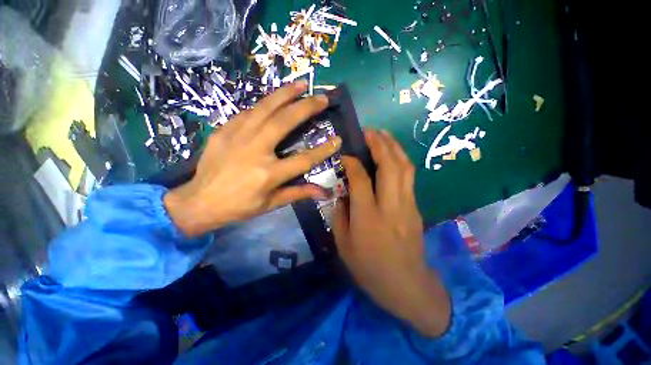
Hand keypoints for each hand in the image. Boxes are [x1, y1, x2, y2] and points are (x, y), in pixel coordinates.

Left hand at [164, 82, 341, 237]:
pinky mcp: (224, 130)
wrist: (199, 201)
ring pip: (265, 108)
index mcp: (268, 174)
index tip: (338, 139)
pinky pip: (248, 112)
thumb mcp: (272, 203)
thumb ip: (299, 193)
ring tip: (301, 84)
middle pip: (284, 122)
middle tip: (321, 97)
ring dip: (285, 94)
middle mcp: (254, 150)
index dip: (323, 150)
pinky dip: (264, 104)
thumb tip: (324, 193)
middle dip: (306, 107)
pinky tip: (274, 100)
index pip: (304, 159)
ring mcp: (237, 137)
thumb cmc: (240, 206)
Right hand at [333, 130, 450, 336]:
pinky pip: (409, 177)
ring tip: (382, 135)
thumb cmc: (369, 267)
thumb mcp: (343, 244)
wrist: (406, 285)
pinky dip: (400, 160)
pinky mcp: (415, 207)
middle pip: (389, 166)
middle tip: (369, 131)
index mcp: (368, 218)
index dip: (353, 162)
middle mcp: (390, 207)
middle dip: (379, 144)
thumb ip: (340, 213)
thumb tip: (342, 191)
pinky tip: (392, 154)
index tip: (345, 152)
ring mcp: (407, 205)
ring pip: (404, 168)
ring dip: (393, 147)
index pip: (361, 180)